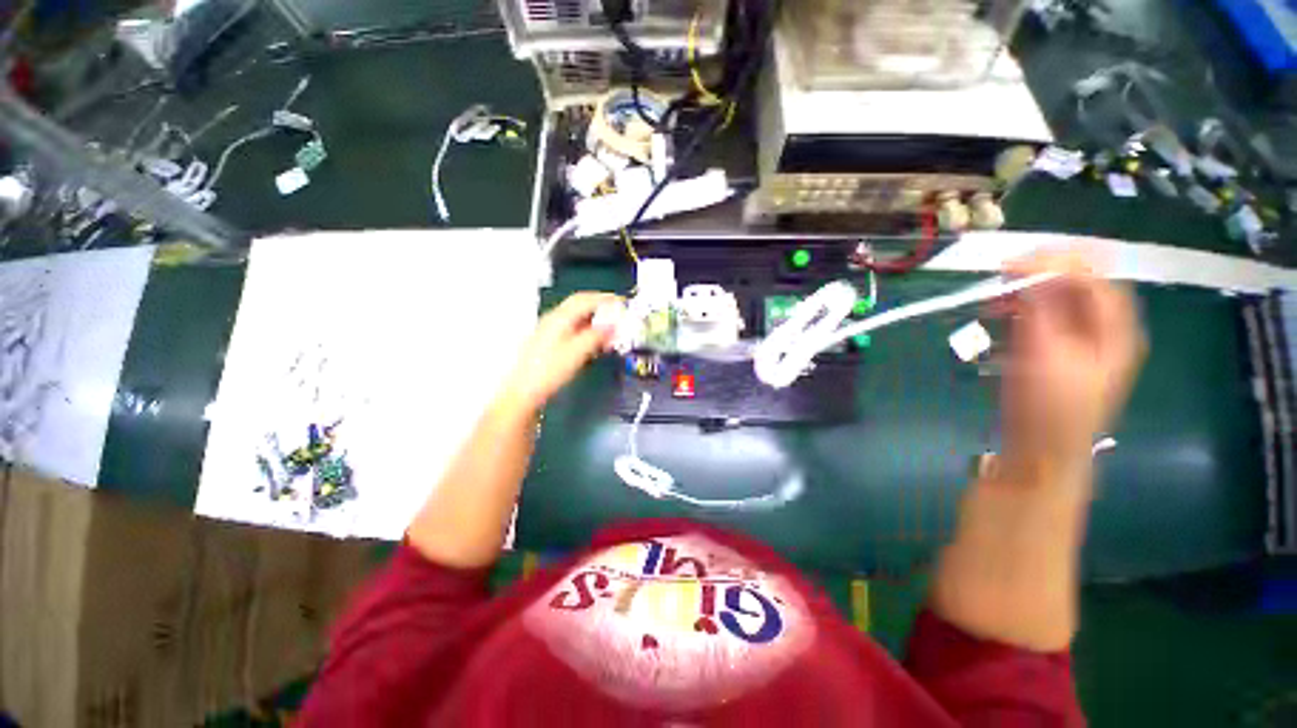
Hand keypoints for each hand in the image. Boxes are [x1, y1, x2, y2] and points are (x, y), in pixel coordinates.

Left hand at [497, 292, 620, 416]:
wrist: (524, 392)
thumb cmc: (549, 372)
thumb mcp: (577, 352)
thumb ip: (596, 336)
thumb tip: (613, 325)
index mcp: (560, 318)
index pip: (585, 299)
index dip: (605, 298)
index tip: (621, 302)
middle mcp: (554, 319)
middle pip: (580, 305)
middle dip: (601, 308)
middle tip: (618, 315)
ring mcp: (550, 330)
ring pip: (577, 318)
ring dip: (595, 320)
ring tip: (610, 330)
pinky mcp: (549, 342)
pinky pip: (572, 329)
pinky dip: (587, 331)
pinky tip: (594, 341)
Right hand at [998, 250, 1145, 469]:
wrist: (1041, 452)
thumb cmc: (1051, 407)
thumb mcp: (1046, 354)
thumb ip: (1040, 308)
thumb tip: (1027, 267)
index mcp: (1115, 329)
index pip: (1095, 277)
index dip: (1059, 262)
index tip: (1013, 262)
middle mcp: (1102, 329)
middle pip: (1078, 285)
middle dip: (1039, 276)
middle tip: (999, 278)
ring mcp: (1078, 341)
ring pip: (1056, 300)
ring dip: (1024, 293)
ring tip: (992, 300)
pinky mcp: (1054, 352)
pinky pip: (1041, 318)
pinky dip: (1018, 311)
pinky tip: (996, 316)